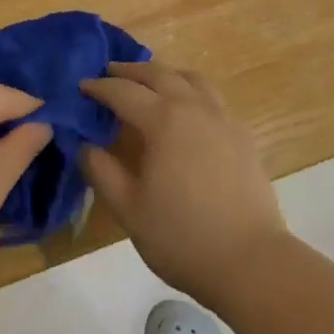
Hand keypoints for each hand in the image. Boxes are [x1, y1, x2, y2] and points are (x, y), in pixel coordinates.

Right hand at [80, 62, 287, 306]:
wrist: (251, 262)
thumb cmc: (182, 236)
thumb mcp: (129, 208)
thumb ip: (101, 171)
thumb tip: (84, 145)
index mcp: (163, 119)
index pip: (123, 92)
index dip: (99, 87)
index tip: (82, 86)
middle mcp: (193, 107)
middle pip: (158, 74)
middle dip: (130, 71)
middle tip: (110, 72)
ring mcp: (222, 118)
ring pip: (191, 79)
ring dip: (165, 74)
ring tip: (151, 82)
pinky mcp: (242, 135)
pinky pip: (212, 98)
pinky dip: (192, 91)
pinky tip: (188, 111)